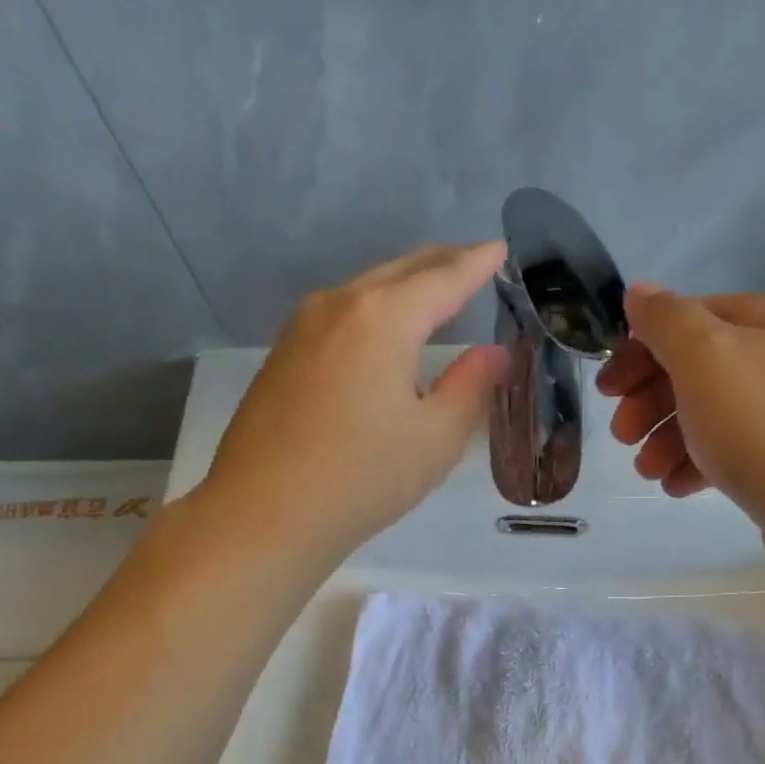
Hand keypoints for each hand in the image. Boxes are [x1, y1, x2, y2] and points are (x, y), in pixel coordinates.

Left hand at [200, 242, 510, 561]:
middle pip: (400, 271)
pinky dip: (373, 312)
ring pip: (365, 290)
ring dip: (404, 287)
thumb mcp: (436, 438)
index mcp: (383, 317)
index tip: (500, 249)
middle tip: (474, 263)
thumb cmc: (362, 478)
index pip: (444, 278)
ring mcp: (301, 328)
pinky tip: (382, 335)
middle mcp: (338, 305)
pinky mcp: (281, 355)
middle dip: (441, 263)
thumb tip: (493, 353)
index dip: (477, 263)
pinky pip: (340, 316)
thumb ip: (471, 387)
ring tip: (434, 295)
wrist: (263, 514)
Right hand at [596, 285, 764, 585]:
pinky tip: (678, 488)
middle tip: (622, 437)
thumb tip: (639, 291)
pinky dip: (695, 466)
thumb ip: (665, 321)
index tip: (608, 391)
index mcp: (760, 322)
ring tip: (648, 472)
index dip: (639, 351)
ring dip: (664, 440)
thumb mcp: (704, 358)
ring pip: (705, 415)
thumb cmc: (764, 425)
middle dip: (648, 401)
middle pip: (692, 369)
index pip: (684, 320)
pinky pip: (727, 453)